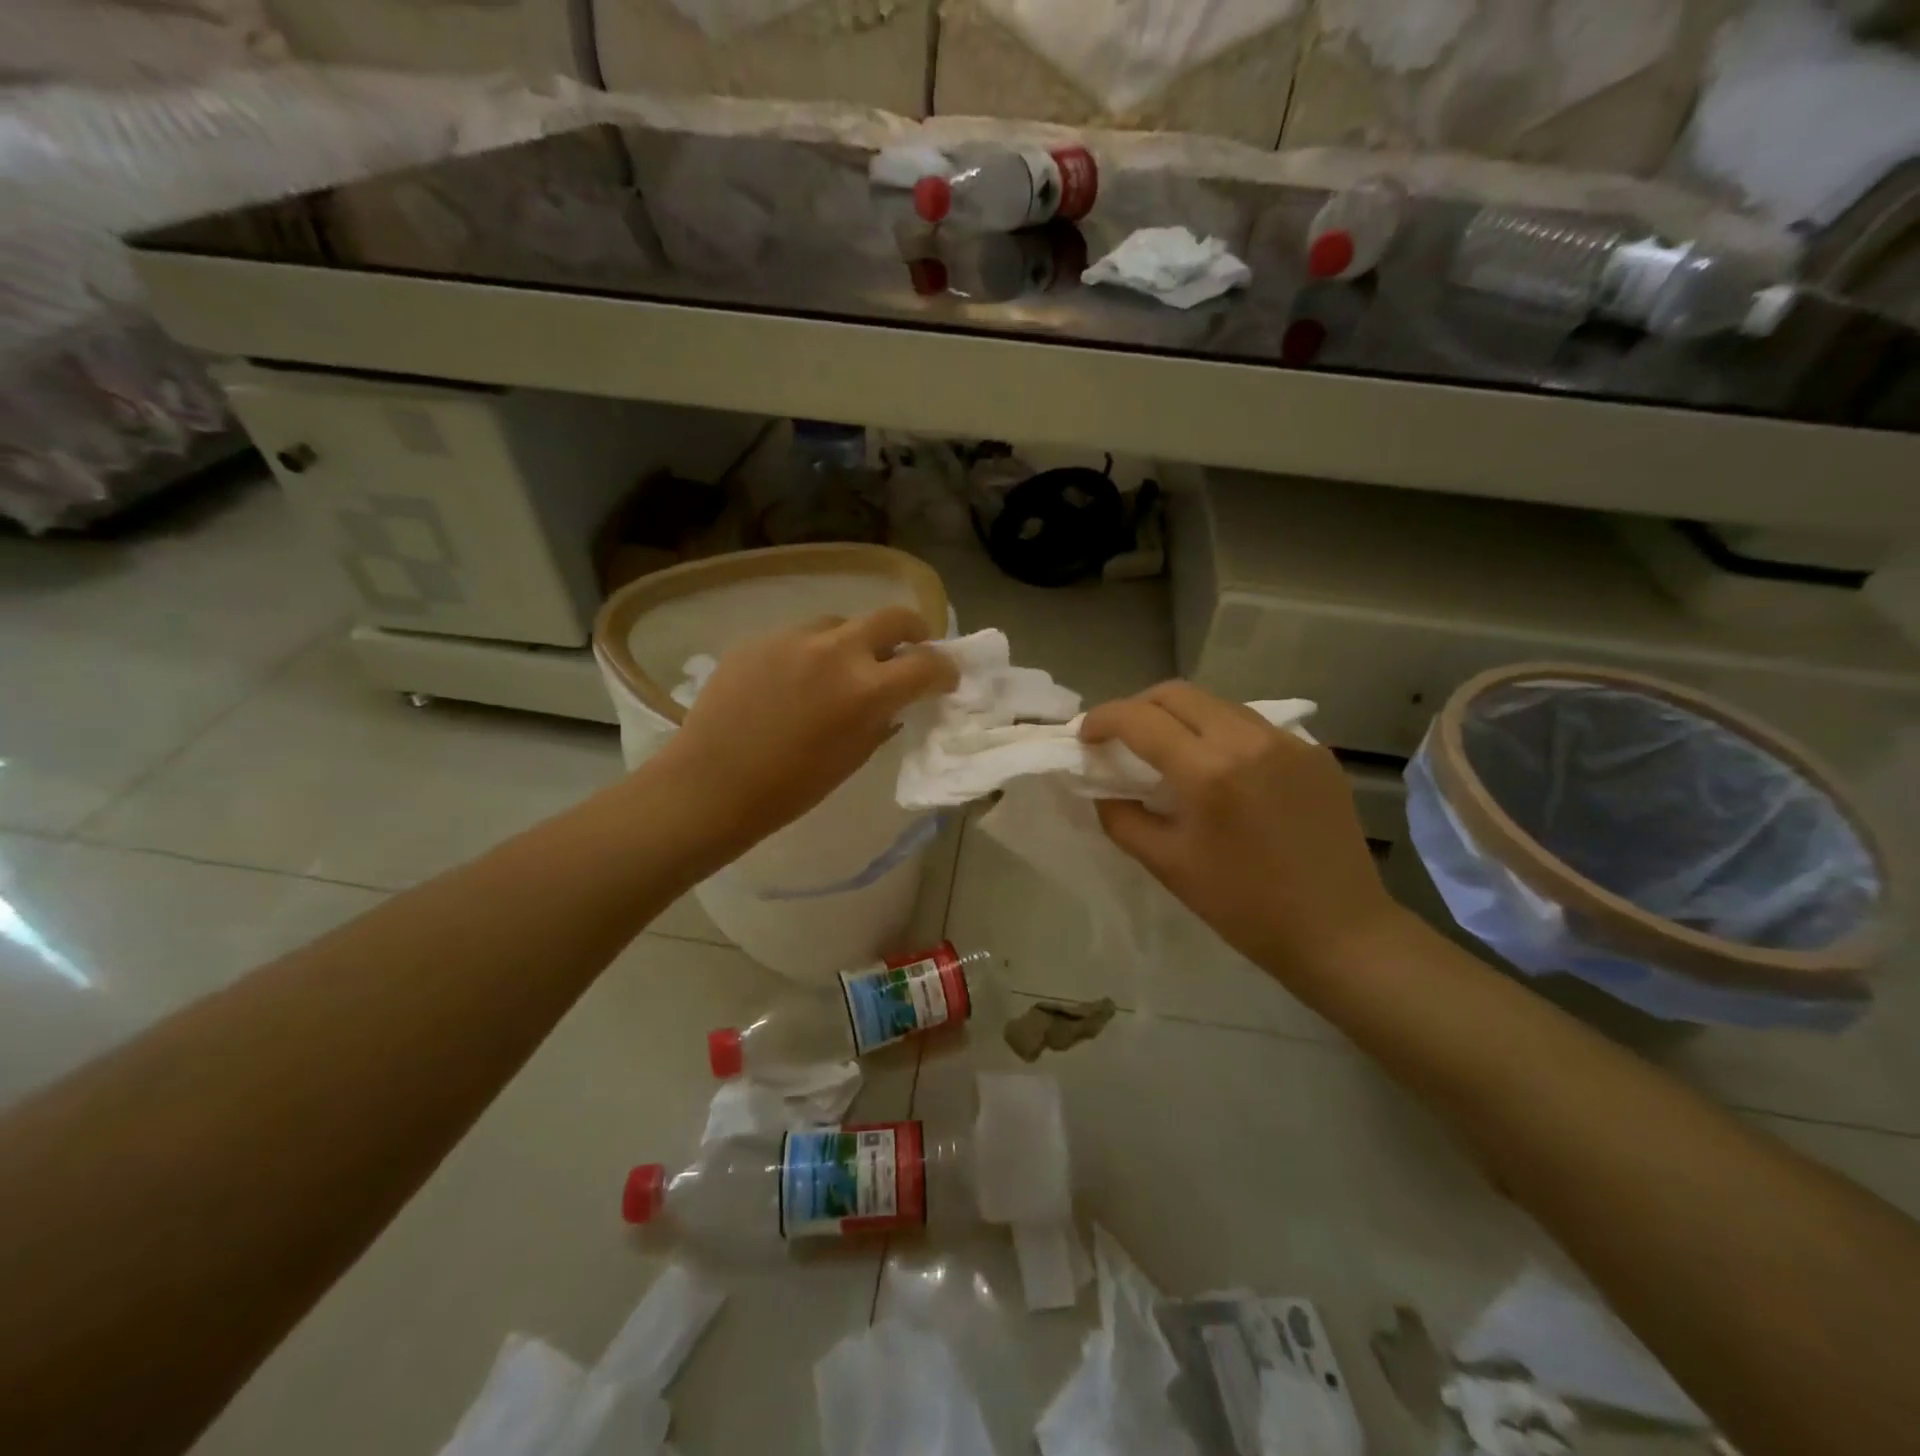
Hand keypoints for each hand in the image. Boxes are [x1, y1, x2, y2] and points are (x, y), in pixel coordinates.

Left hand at [650, 606, 956, 853]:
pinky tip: (793, 681)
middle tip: (911, 647)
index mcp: (867, 689)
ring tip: (841, 669)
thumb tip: (893, 700)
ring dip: (854, 642)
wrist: (712, 784)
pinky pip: (800, 637)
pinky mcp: (760, 638)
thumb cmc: (790, 788)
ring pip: (841, 624)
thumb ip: (881, 719)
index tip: (946, 679)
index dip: (945, 670)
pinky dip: (811, 653)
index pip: (927, 664)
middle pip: (893, 617)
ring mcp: (794, 638)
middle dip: (913, 630)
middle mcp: (837, 651)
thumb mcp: (853, 757)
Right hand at [1081, 681, 1401, 982]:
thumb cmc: (1244, 906)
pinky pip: (1253, 726)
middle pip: (1177, 694)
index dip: (1102, 719)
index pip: (1139, 719)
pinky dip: (1221, 734)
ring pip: (1217, 704)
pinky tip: (1220, 769)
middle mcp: (1249, 740)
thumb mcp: (1167, 865)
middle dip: (1137, 707)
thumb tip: (1102, 787)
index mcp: (1208, 771)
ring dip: (1180, 716)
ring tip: (1167, 749)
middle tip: (1120, 738)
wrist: (1339, 931)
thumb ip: (1122, 817)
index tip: (1085, 737)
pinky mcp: (1316, 752)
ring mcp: (1289, 741)